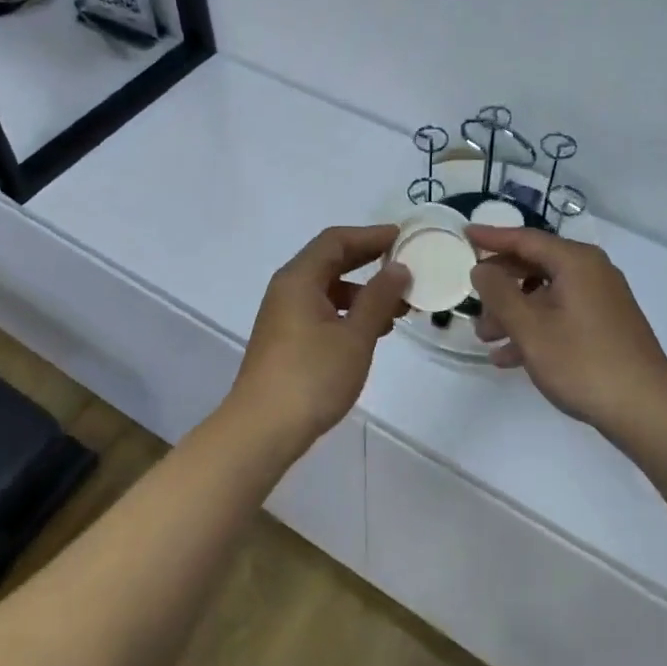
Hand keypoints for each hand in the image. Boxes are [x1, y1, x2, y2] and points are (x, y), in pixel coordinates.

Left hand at [228, 225, 411, 444]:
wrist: (262, 429)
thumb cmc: (311, 377)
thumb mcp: (355, 336)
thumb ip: (379, 298)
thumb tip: (398, 268)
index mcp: (299, 278)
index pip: (336, 241)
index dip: (370, 235)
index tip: (403, 237)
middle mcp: (287, 289)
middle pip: (330, 261)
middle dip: (368, 261)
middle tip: (404, 264)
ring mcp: (283, 315)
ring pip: (327, 289)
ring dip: (362, 291)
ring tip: (398, 306)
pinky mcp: (286, 339)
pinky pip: (321, 310)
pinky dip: (348, 312)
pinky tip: (373, 331)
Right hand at [469, 226, 666, 434]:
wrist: (646, 409)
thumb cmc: (582, 362)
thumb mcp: (529, 327)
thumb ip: (499, 293)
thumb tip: (482, 269)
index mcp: (576, 262)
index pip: (525, 239)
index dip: (492, 238)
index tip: (464, 234)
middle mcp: (592, 272)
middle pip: (535, 266)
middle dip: (500, 285)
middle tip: (470, 299)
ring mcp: (601, 300)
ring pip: (546, 295)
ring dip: (513, 312)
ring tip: (485, 337)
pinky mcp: (606, 326)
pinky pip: (560, 315)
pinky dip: (534, 328)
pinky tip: (509, 357)